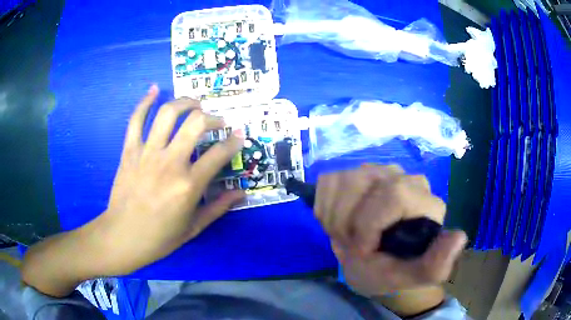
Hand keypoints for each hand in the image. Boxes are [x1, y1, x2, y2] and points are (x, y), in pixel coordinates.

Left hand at [95, 85, 244, 274]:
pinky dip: (145, 102)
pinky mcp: (130, 151)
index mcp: (188, 185)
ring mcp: (147, 153)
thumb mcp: (194, 227)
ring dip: (185, 102)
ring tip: (194, 103)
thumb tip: (242, 192)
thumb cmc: (160, 237)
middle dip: (213, 117)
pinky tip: (154, 89)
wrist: (123, 236)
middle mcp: (170, 163)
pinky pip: (136, 120)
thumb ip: (219, 207)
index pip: (219, 154)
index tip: (239, 135)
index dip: (234, 141)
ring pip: (168, 114)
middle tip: (218, 121)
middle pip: (196, 124)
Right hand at [315, 164, 466, 296]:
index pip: (394, 194)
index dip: (369, 224)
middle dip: (347, 221)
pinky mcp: (360, 172)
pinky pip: (330, 181)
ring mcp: (382, 172)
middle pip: (363, 181)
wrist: (373, 265)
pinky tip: (340, 221)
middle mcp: (408, 179)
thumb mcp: (409, 278)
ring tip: (346, 234)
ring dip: (335, 216)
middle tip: (352, 244)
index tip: (362, 251)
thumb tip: (459, 237)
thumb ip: (435, 265)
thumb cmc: (392, 273)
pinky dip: (326, 207)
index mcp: (427, 203)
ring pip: (343, 179)